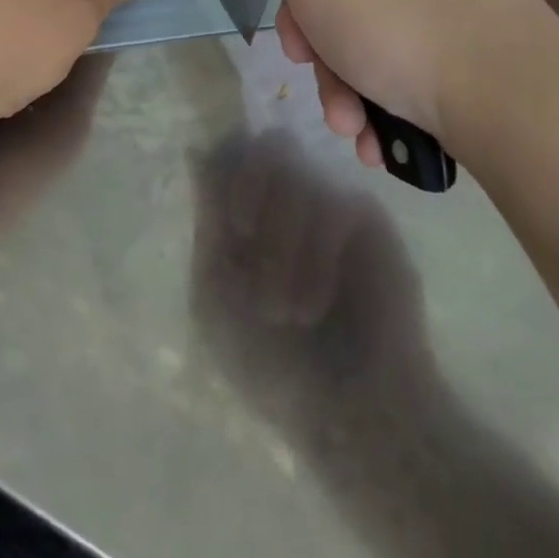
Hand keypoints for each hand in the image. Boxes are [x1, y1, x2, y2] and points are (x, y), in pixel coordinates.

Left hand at [190, 131, 429, 415]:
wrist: (347, 413)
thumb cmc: (272, 363)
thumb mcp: (217, 295)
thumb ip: (208, 219)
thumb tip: (195, 148)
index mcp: (246, 210)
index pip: (230, 151)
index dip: (224, 168)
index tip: (226, 217)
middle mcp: (286, 196)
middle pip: (264, 145)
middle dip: (248, 188)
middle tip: (243, 235)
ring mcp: (326, 200)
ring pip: (295, 173)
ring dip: (280, 244)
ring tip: (286, 310)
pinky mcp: (363, 215)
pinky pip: (333, 202)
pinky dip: (316, 255)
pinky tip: (314, 302)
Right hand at [231, 0, 538, 166]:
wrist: (505, 87)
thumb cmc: (383, 2)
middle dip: (307, 24)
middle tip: (303, 61)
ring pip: (358, 7)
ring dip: (337, 68)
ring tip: (347, 118)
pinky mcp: (465, 10)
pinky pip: (400, 31)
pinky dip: (378, 77)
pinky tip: (373, 127)